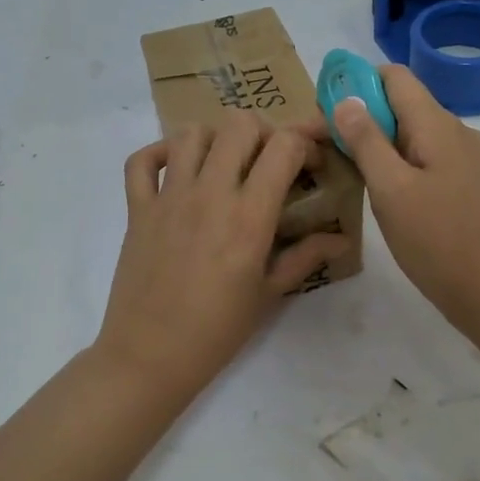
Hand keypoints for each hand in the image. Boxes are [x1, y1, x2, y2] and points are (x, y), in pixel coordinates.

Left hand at [95, 112, 351, 393]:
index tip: (313, 161)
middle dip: (264, 132)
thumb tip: (342, 238)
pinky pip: (142, 160)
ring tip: (226, 164)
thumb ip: (306, 257)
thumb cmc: (217, 330)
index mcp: (248, 216)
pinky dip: (160, 153)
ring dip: (216, 138)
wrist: (150, 356)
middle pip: (239, 124)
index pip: (283, 146)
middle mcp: (209, 194)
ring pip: (192, 133)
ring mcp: (168, 197)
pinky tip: (178, 169)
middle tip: (270, 161)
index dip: (306, 141)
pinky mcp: (137, 208)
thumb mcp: (269, 294)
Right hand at [332, 65, 479, 334]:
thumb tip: (345, 100)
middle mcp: (456, 132)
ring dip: (379, 143)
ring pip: (414, 134)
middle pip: (403, 105)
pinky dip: (399, 163)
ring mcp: (466, 159)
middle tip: (327, 146)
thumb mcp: (391, 190)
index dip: (357, 82)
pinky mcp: (467, 184)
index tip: (325, 108)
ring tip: (347, 169)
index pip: (395, 76)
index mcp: (437, 125)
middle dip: (363, 116)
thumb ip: (366, 141)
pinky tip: (382, 191)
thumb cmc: (437, 241)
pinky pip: (427, 158)